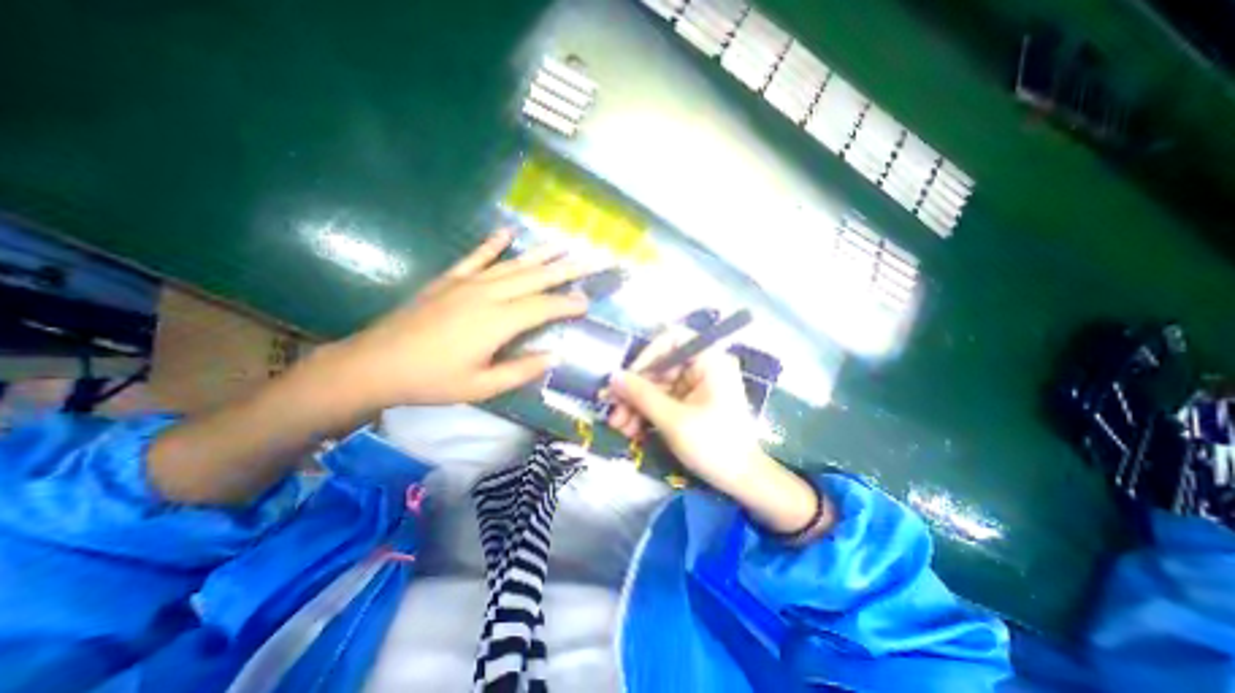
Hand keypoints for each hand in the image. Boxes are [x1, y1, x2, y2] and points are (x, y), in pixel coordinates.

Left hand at [331, 228, 594, 409]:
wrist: (375, 364)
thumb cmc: (432, 380)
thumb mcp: (482, 387)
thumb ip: (521, 371)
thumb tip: (555, 356)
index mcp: (497, 321)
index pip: (544, 306)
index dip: (568, 304)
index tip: (588, 302)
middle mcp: (488, 294)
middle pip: (537, 277)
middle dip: (569, 269)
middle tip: (594, 259)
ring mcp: (467, 283)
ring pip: (513, 264)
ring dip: (541, 253)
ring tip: (564, 243)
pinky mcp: (449, 280)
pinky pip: (476, 257)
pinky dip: (493, 244)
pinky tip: (507, 232)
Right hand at [608, 329, 827, 533]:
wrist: (743, 481)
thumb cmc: (714, 445)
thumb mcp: (673, 420)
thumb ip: (641, 394)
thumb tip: (613, 376)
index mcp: (709, 361)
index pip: (671, 339)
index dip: (647, 355)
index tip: (628, 379)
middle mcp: (703, 368)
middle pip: (660, 367)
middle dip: (635, 390)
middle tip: (613, 410)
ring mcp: (697, 387)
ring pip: (658, 386)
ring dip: (637, 405)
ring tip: (619, 427)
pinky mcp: (692, 404)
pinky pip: (664, 400)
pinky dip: (648, 413)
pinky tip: (632, 431)